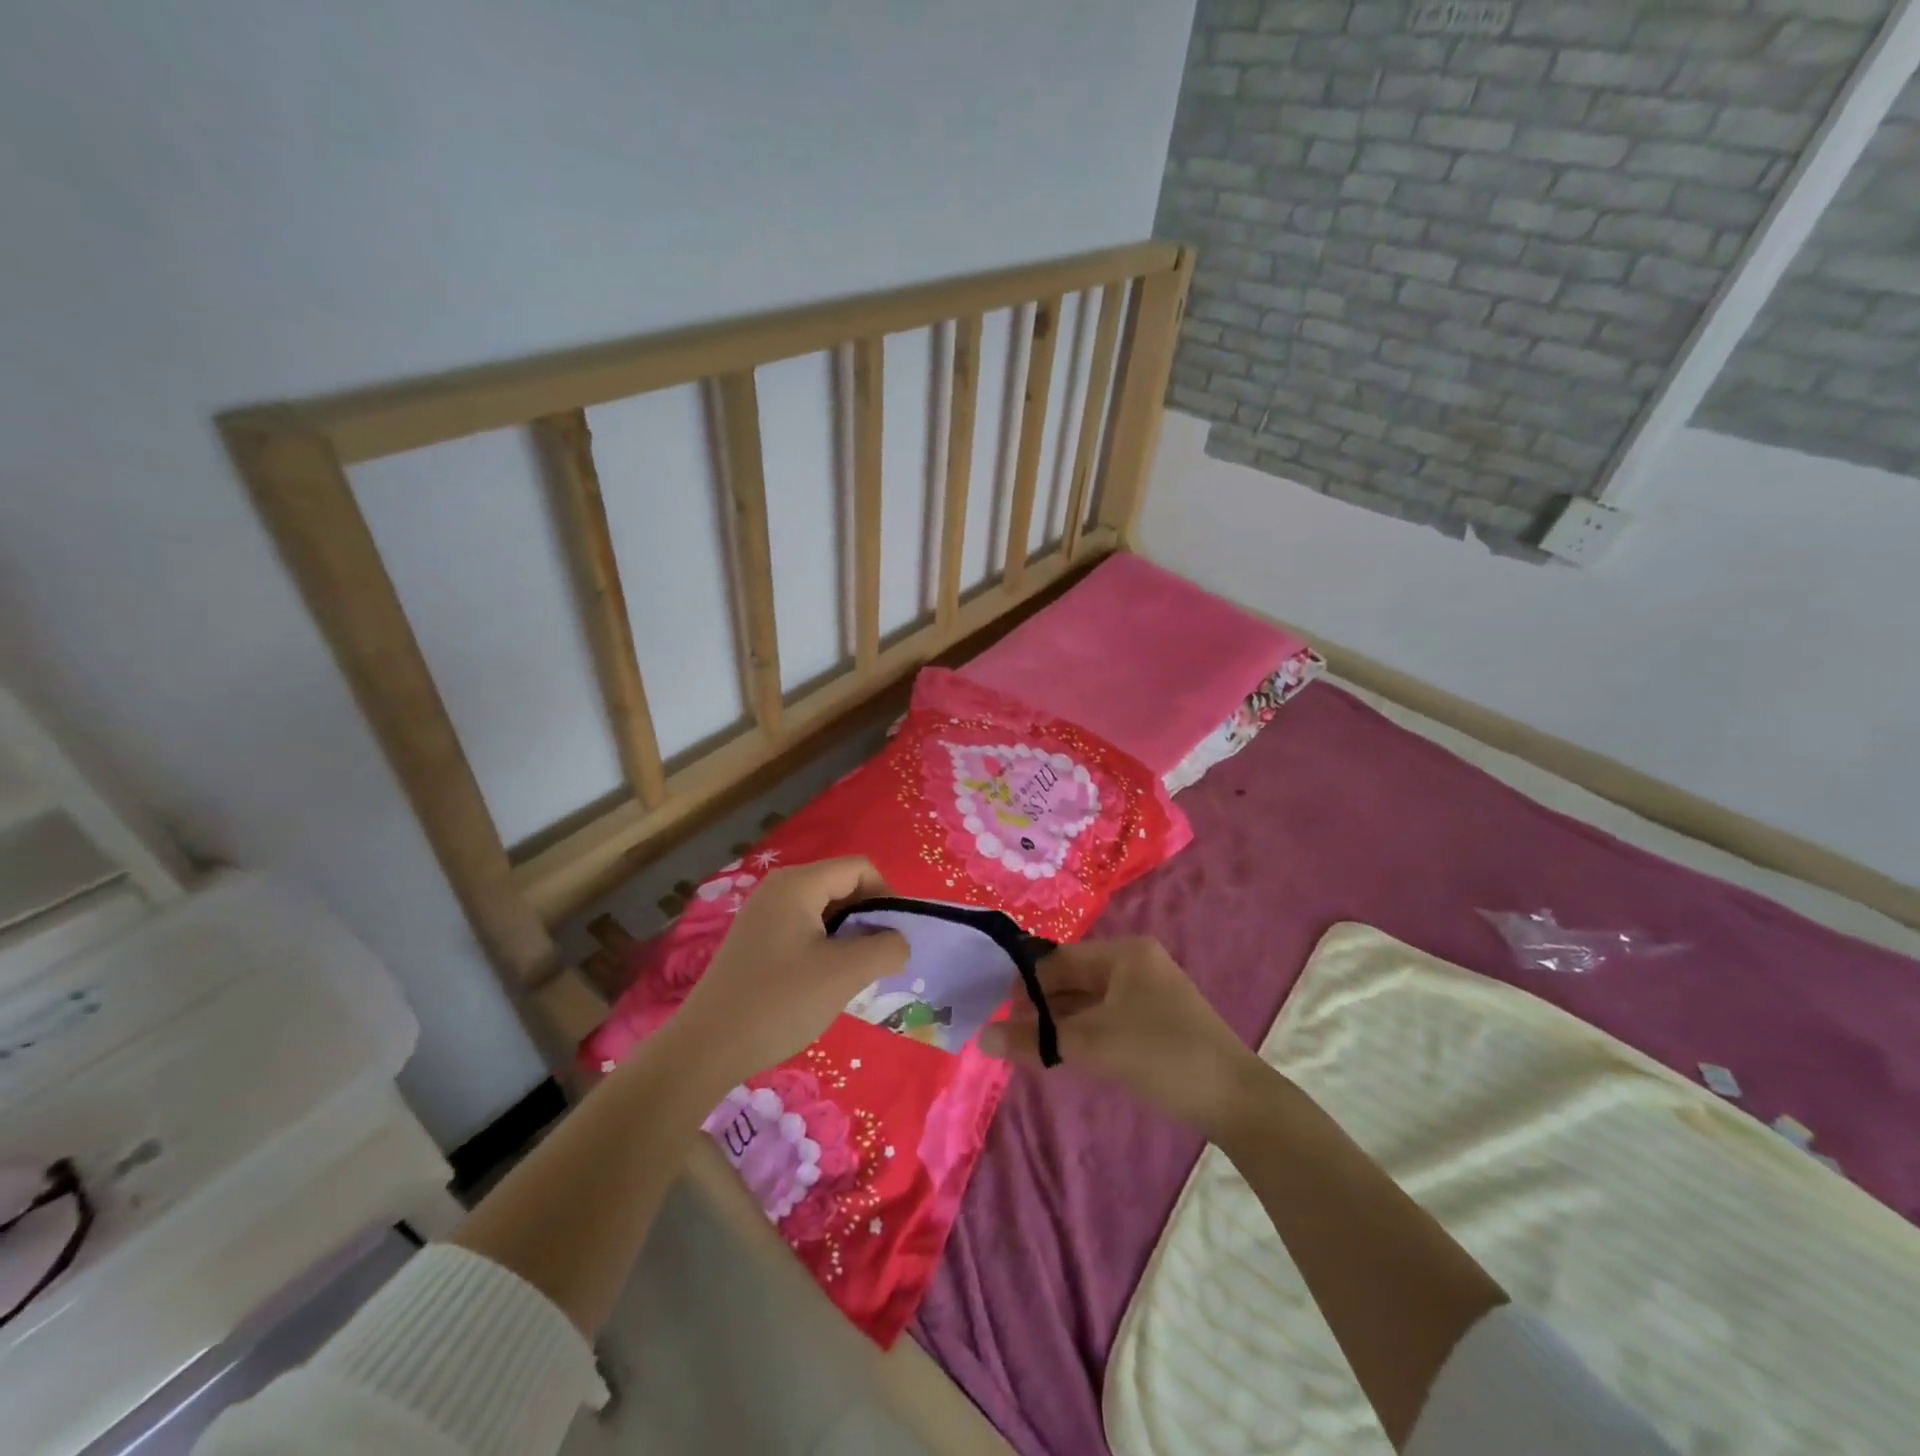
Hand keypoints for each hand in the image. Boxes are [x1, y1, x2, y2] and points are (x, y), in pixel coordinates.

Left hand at [656, 857, 906, 1092]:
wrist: (705, 1049)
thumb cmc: (779, 1003)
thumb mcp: (845, 974)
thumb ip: (886, 948)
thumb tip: (899, 942)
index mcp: (798, 883)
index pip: (861, 869)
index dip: (887, 898)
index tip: (893, 941)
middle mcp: (779, 888)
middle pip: (842, 886)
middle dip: (867, 920)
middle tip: (875, 963)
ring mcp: (763, 914)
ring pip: (825, 911)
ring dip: (847, 938)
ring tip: (850, 977)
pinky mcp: (755, 941)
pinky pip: (804, 929)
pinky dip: (824, 948)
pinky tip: (821, 984)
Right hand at [978, 936, 1263, 1134]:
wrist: (1235, 1099)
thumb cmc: (1162, 1055)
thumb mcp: (1094, 1045)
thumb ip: (1036, 1039)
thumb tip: (982, 1038)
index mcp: (1124, 953)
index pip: (1059, 960)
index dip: (1025, 986)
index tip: (997, 1014)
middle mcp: (1135, 964)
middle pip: (1072, 979)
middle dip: (1041, 1007)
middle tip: (1009, 1037)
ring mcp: (1147, 992)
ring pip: (1088, 1001)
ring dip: (1059, 1023)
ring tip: (1028, 1049)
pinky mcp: (1154, 1020)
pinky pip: (1105, 1017)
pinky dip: (1082, 1032)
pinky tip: (1063, 1054)